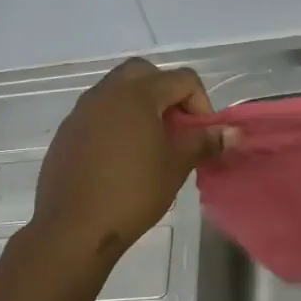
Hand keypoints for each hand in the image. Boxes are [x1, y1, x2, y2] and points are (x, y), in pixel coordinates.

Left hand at [30, 58, 232, 261]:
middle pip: (144, 72)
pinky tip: (121, 158)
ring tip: (150, 143)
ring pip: (117, 90)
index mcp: (137, 94)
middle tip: (176, 127)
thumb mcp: (176, 167)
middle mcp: (106, 93)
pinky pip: (97, 113)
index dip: (201, 103)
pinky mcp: (67, 132)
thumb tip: (234, 132)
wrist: (74, 227)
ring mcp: (81, 111)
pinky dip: (116, 122)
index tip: (201, 135)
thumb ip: (204, 142)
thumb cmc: (133, 193)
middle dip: (166, 92)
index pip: (182, 79)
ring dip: (140, 105)